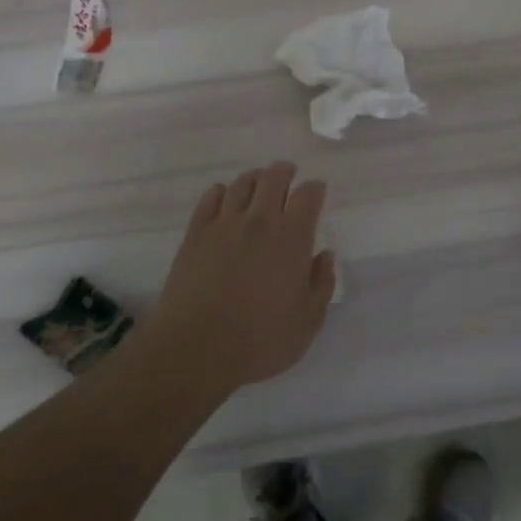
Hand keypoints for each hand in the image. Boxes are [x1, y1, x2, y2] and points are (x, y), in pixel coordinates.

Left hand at [146, 161, 334, 392]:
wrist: (197, 348)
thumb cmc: (261, 339)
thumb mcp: (308, 320)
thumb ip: (321, 283)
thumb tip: (324, 255)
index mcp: (293, 237)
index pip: (308, 196)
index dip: (315, 188)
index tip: (317, 189)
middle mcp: (260, 220)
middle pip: (273, 178)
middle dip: (284, 171)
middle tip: (288, 173)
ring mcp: (224, 224)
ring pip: (242, 184)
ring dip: (254, 178)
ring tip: (258, 182)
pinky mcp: (196, 234)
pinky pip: (210, 199)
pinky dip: (221, 191)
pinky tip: (223, 196)